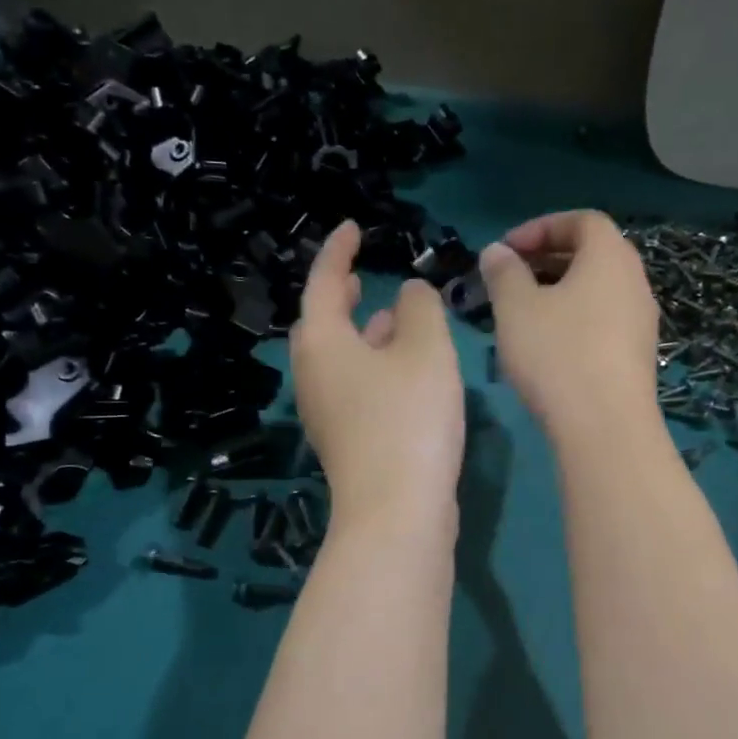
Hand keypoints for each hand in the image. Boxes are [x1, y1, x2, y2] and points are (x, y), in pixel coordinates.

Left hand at [291, 221, 465, 529]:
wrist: (396, 510)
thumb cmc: (408, 418)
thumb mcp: (425, 349)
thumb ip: (419, 309)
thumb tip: (408, 293)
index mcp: (321, 342)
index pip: (324, 282)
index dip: (338, 251)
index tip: (352, 228)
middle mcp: (313, 375)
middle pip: (321, 324)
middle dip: (340, 295)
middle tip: (359, 276)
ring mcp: (326, 412)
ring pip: (340, 356)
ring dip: (363, 332)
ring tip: (391, 316)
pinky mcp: (346, 440)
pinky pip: (355, 384)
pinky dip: (374, 363)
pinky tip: (404, 369)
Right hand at [479, 210, 659, 442]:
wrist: (605, 427)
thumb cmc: (557, 354)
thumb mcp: (516, 308)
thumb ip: (503, 272)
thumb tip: (497, 252)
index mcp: (610, 257)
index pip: (582, 220)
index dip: (541, 227)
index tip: (506, 250)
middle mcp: (634, 282)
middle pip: (592, 254)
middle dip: (547, 259)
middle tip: (509, 278)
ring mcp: (641, 321)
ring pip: (597, 290)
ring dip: (559, 291)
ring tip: (521, 313)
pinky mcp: (637, 355)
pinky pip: (603, 320)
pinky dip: (574, 318)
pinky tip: (546, 346)